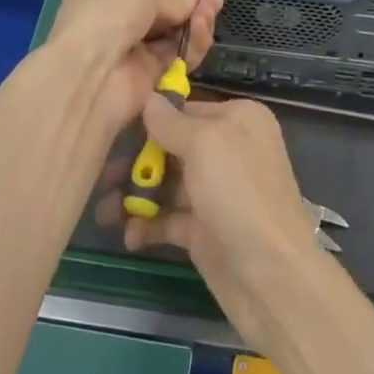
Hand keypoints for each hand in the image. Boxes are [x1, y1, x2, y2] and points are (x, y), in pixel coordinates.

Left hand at [48, 0, 222, 137]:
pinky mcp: (150, 79)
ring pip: (174, 34)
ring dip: (196, 21)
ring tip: (212, 10)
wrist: (91, 76)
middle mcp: (116, 23)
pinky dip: (193, 45)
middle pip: (164, 12)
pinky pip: (178, 58)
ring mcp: (133, 52)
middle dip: (192, 3)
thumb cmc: (107, 17)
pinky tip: (203, 30)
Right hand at [118, 95, 326, 356]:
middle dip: (137, 162)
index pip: (186, 109)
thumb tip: (150, 96)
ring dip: (134, 196)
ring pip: (167, 184)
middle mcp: (229, 150)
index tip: (113, 128)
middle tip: (102, 177)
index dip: (151, 120)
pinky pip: (168, 219)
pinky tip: (129, 236)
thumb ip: (172, 122)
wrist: (271, 276)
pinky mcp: (205, 229)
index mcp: (239, 119)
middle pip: (172, 147)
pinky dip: (147, 225)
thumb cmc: (238, 193)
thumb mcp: (205, 144)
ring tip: (103, 213)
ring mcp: (216, 192)